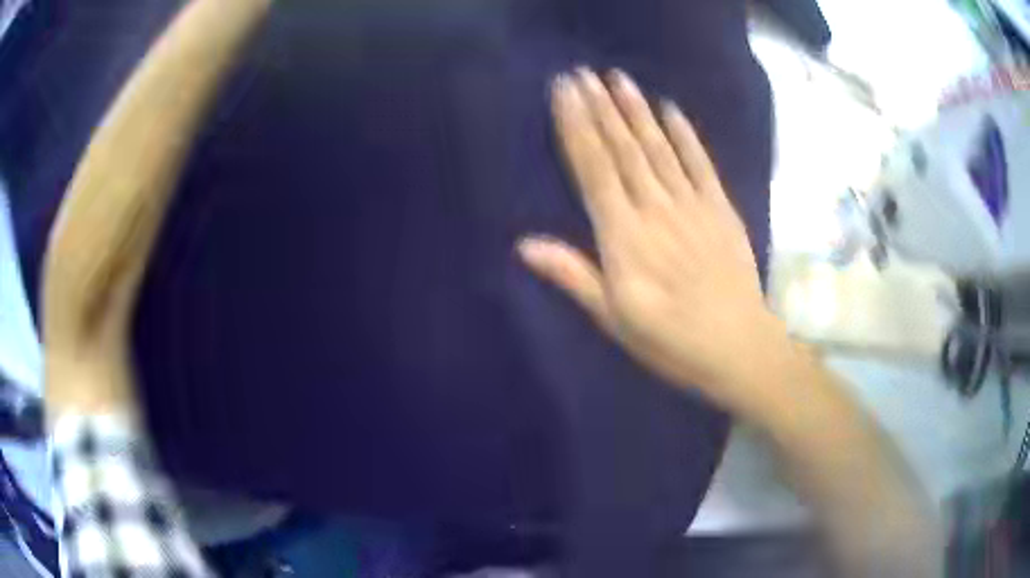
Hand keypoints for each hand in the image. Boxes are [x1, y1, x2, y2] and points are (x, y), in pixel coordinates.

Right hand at [519, 68, 789, 410]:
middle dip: (599, 108)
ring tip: (616, 79)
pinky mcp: (721, 209)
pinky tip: (670, 109)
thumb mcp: (614, 320)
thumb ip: (573, 275)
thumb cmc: (671, 342)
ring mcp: (692, 205)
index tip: (563, 94)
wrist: (739, 348)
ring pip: (658, 148)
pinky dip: (685, 134)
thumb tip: (525, 244)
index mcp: (624, 237)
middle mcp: (655, 209)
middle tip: (581, 74)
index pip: (593, 170)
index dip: (576, 128)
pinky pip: (701, 163)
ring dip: (636, 110)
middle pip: (622, 150)